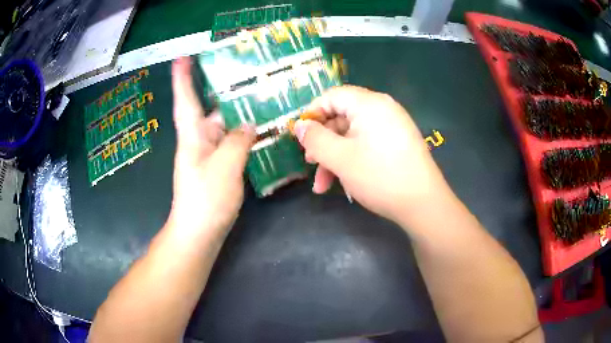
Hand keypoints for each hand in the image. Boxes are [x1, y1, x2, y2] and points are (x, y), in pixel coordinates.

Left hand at [169, 57, 254, 235]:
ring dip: (239, 115)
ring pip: (224, 128)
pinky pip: (231, 144)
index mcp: (192, 135)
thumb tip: (250, 125)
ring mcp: (207, 155)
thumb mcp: (225, 166)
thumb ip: (238, 141)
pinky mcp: (217, 168)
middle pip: (210, 110)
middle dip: (225, 93)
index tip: (182, 57)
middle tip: (247, 75)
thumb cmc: (205, 199)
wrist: (199, 232)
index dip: (183, 77)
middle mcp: (198, 141)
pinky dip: (243, 136)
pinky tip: (260, 132)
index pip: (185, 99)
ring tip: (261, 100)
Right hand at [294, 86, 449, 223]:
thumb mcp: (340, 158)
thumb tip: (299, 125)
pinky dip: (353, 160)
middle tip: (311, 164)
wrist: (423, 204)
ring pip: (353, 135)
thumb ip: (314, 139)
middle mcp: (383, 109)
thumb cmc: (379, 177)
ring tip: (323, 185)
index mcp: (369, 103)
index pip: (331, 96)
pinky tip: (345, 183)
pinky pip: (368, 144)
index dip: (312, 114)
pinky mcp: (398, 143)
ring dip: (335, 158)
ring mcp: (393, 126)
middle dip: (323, 143)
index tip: (300, 137)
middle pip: (342, 117)